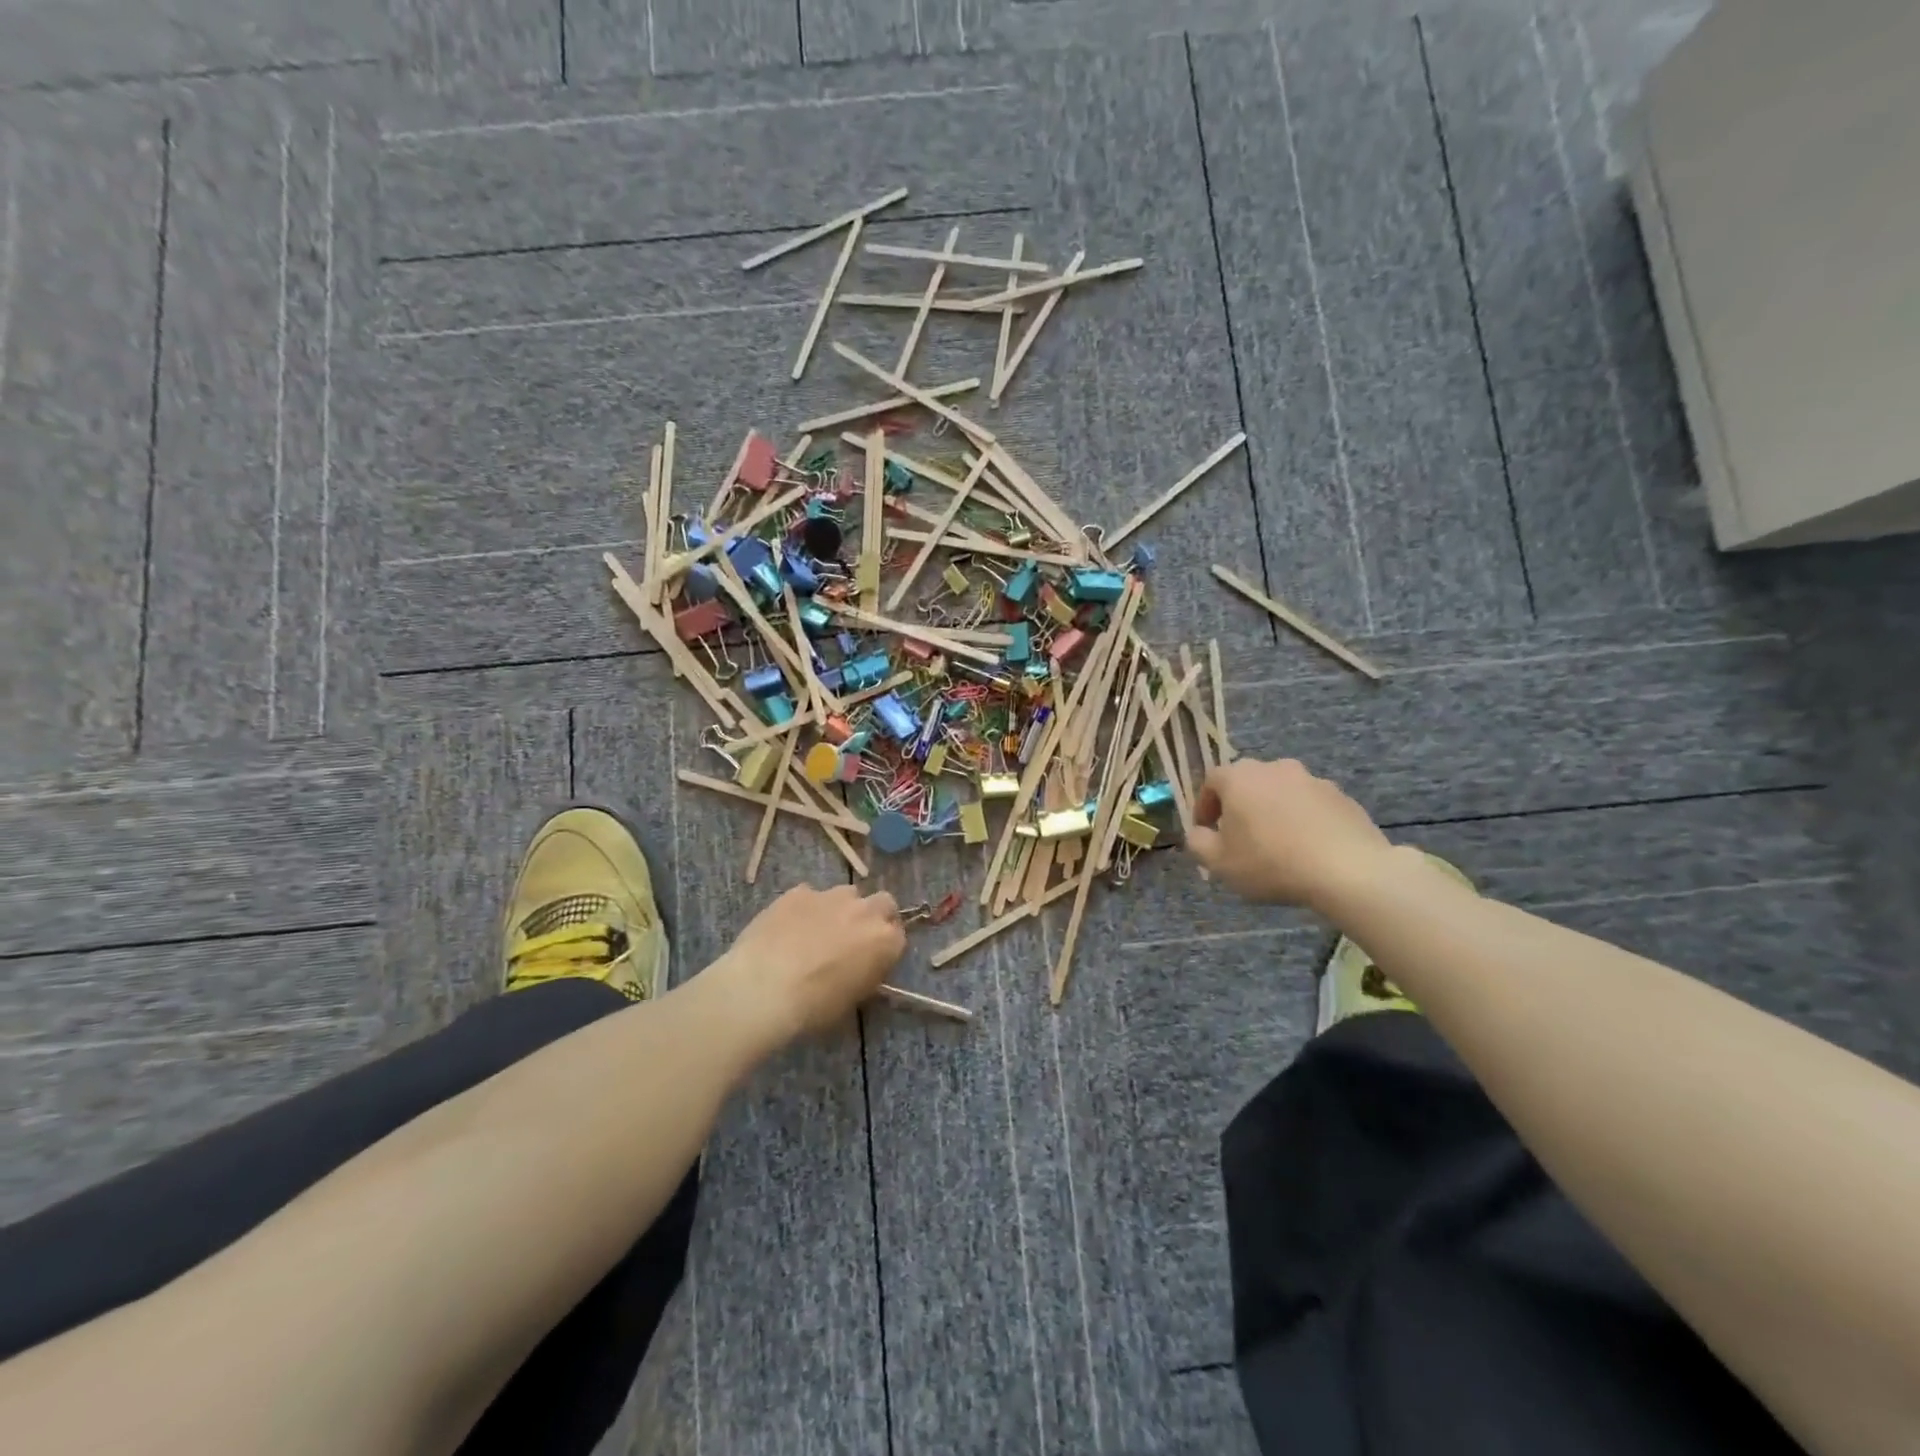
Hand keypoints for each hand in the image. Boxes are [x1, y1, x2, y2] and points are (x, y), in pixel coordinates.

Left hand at [716, 884, 906, 1039]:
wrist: (763, 987)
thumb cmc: (813, 1007)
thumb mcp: (851, 1002)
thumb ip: (865, 976)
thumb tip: (860, 967)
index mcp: (885, 941)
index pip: (898, 936)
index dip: (885, 947)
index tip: (872, 959)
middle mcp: (865, 911)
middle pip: (883, 903)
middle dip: (874, 916)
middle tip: (854, 938)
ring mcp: (832, 896)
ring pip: (847, 894)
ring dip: (841, 909)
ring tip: (818, 931)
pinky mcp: (800, 891)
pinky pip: (811, 896)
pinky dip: (807, 908)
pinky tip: (788, 928)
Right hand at [1187, 758, 1394, 908]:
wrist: (1348, 870)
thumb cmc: (1271, 862)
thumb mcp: (1219, 863)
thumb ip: (1198, 843)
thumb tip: (1198, 833)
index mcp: (1239, 777)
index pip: (1210, 781)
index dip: (1204, 806)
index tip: (1206, 831)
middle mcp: (1274, 768)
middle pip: (1247, 783)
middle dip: (1239, 807)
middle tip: (1239, 838)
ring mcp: (1312, 779)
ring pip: (1280, 793)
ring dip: (1272, 812)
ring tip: (1276, 845)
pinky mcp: (1341, 796)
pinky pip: (1310, 805)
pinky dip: (1302, 820)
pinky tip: (1307, 849)